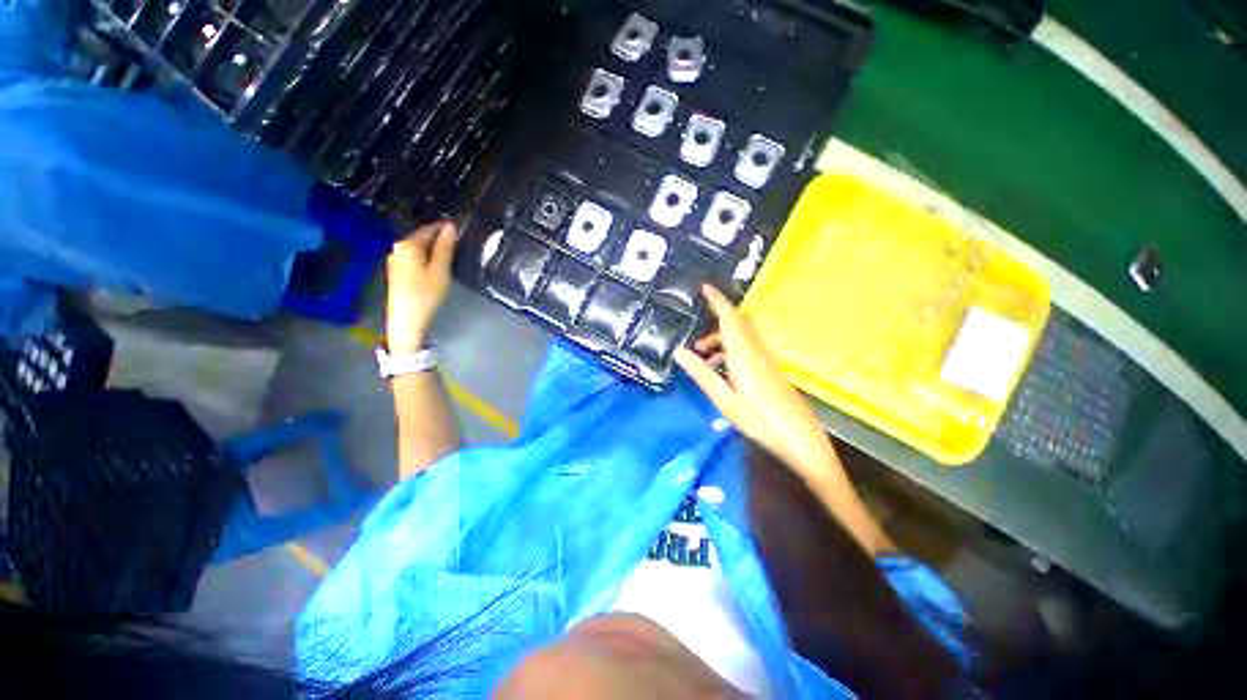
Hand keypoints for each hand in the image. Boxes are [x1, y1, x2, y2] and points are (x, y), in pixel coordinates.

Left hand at [386, 221, 456, 353]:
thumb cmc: (426, 293)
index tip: (461, 230)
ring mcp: (395, 261)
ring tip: (451, 255)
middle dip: (438, 239)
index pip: (429, 229)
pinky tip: (436, 267)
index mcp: (407, 245)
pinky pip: (414, 258)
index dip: (445, 229)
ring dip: (433, 250)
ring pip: (418, 249)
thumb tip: (450, 227)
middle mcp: (397, 248)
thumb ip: (445, 247)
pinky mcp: (397, 272)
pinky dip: (426, 259)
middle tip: (459, 243)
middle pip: (421, 238)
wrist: (407, 320)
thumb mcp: (440, 270)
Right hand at [674, 285, 836, 475]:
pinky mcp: (770, 369)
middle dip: (717, 317)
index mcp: (744, 355)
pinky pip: (747, 347)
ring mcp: (766, 359)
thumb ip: (702, 374)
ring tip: (701, 353)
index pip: (729, 318)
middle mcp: (756, 351)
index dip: (717, 301)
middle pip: (738, 322)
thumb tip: (679, 351)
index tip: (704, 287)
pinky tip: (721, 367)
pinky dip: (730, 348)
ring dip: (721, 337)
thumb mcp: (724, 399)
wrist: (801, 439)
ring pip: (742, 335)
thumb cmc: (760, 420)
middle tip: (696, 324)